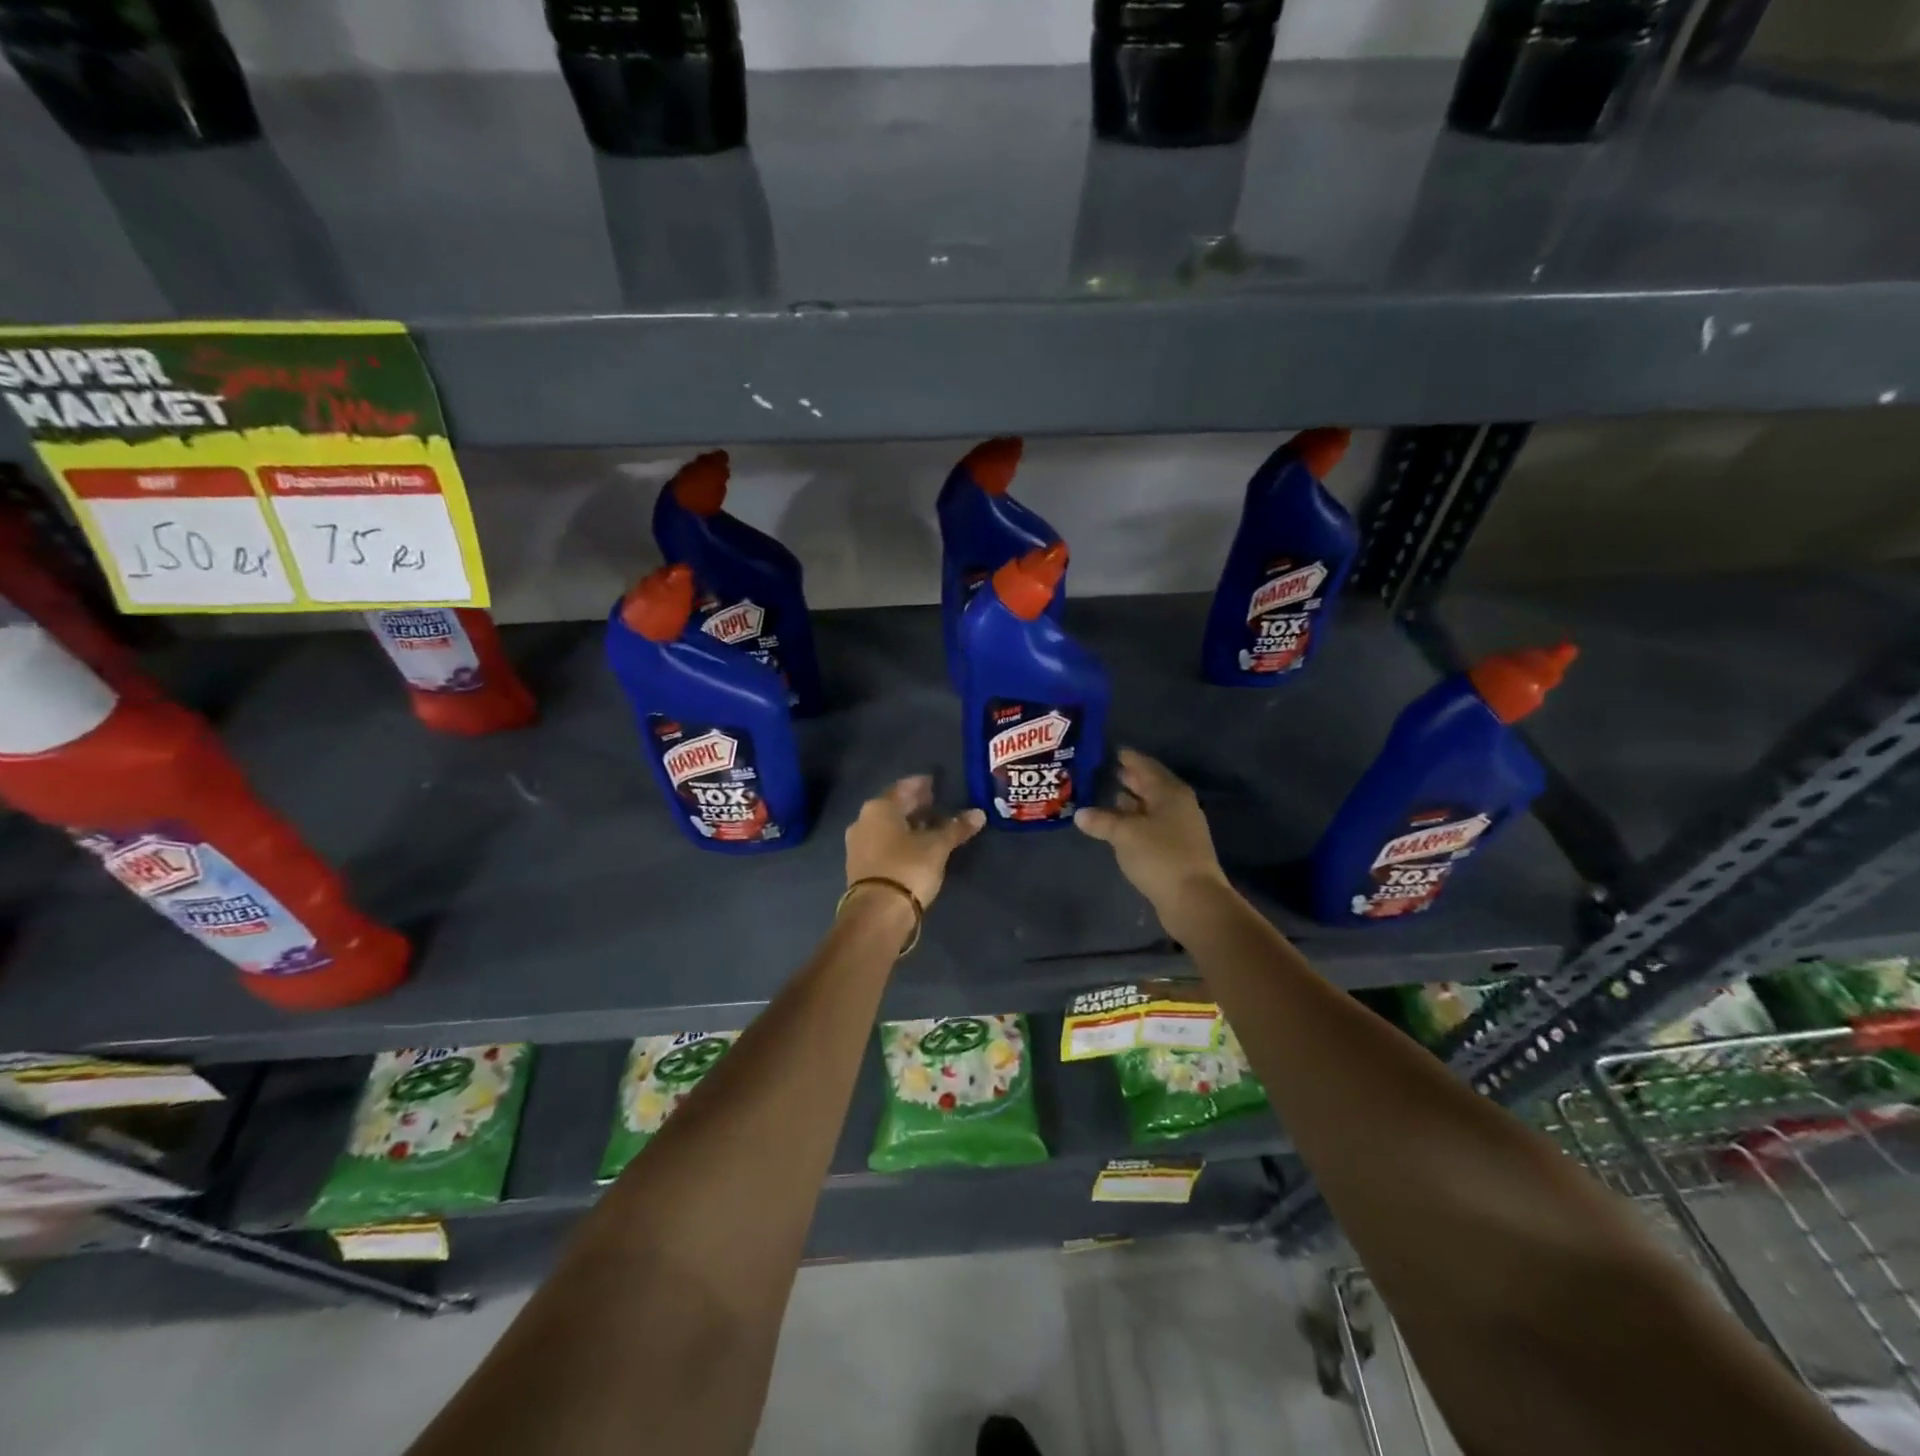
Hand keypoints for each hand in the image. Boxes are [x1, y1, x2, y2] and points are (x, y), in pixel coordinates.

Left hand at [845, 776, 985, 909]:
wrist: (877, 913)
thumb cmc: (908, 867)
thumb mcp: (937, 846)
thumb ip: (956, 827)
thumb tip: (979, 814)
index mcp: (879, 807)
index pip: (904, 787)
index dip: (922, 785)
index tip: (936, 784)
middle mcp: (863, 820)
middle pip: (893, 807)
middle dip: (914, 805)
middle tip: (936, 803)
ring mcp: (858, 845)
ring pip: (887, 827)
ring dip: (907, 825)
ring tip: (930, 827)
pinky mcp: (859, 866)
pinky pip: (882, 844)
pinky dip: (899, 841)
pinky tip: (915, 847)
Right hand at [1074, 749, 1229, 926]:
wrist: (1193, 899)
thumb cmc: (1160, 856)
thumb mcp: (1124, 834)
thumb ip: (1102, 820)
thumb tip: (1080, 813)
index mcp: (1169, 792)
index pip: (1145, 766)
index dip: (1128, 758)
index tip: (1111, 750)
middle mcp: (1178, 805)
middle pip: (1150, 785)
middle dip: (1129, 778)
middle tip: (1104, 771)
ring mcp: (1179, 828)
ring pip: (1151, 807)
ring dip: (1131, 802)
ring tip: (1107, 796)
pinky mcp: (1176, 849)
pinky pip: (1151, 826)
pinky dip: (1135, 822)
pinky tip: (1118, 826)